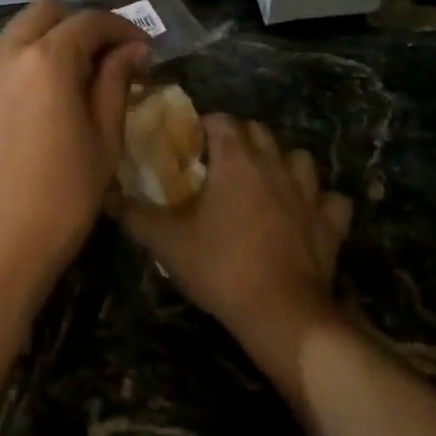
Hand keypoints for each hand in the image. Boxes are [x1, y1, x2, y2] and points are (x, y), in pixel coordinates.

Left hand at [0, 1, 150, 305]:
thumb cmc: (62, 196)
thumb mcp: (103, 139)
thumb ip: (115, 83)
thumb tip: (131, 50)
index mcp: (45, 59)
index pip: (88, 22)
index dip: (121, 28)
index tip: (142, 50)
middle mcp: (5, 54)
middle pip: (45, 14)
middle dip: (80, 24)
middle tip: (108, 53)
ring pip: (16, 34)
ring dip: (48, 40)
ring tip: (76, 74)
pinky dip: (23, 63)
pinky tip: (40, 97)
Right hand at [121, 115, 353, 361]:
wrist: (282, 314)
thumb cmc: (221, 268)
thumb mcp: (167, 242)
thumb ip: (134, 214)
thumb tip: (104, 194)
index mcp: (236, 160)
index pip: (221, 120)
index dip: (203, 126)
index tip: (188, 145)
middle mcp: (275, 165)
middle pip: (259, 131)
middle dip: (239, 138)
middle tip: (218, 163)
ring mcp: (309, 193)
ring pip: (300, 158)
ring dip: (283, 163)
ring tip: (264, 182)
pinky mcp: (331, 223)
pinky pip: (331, 200)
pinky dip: (320, 202)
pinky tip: (305, 214)